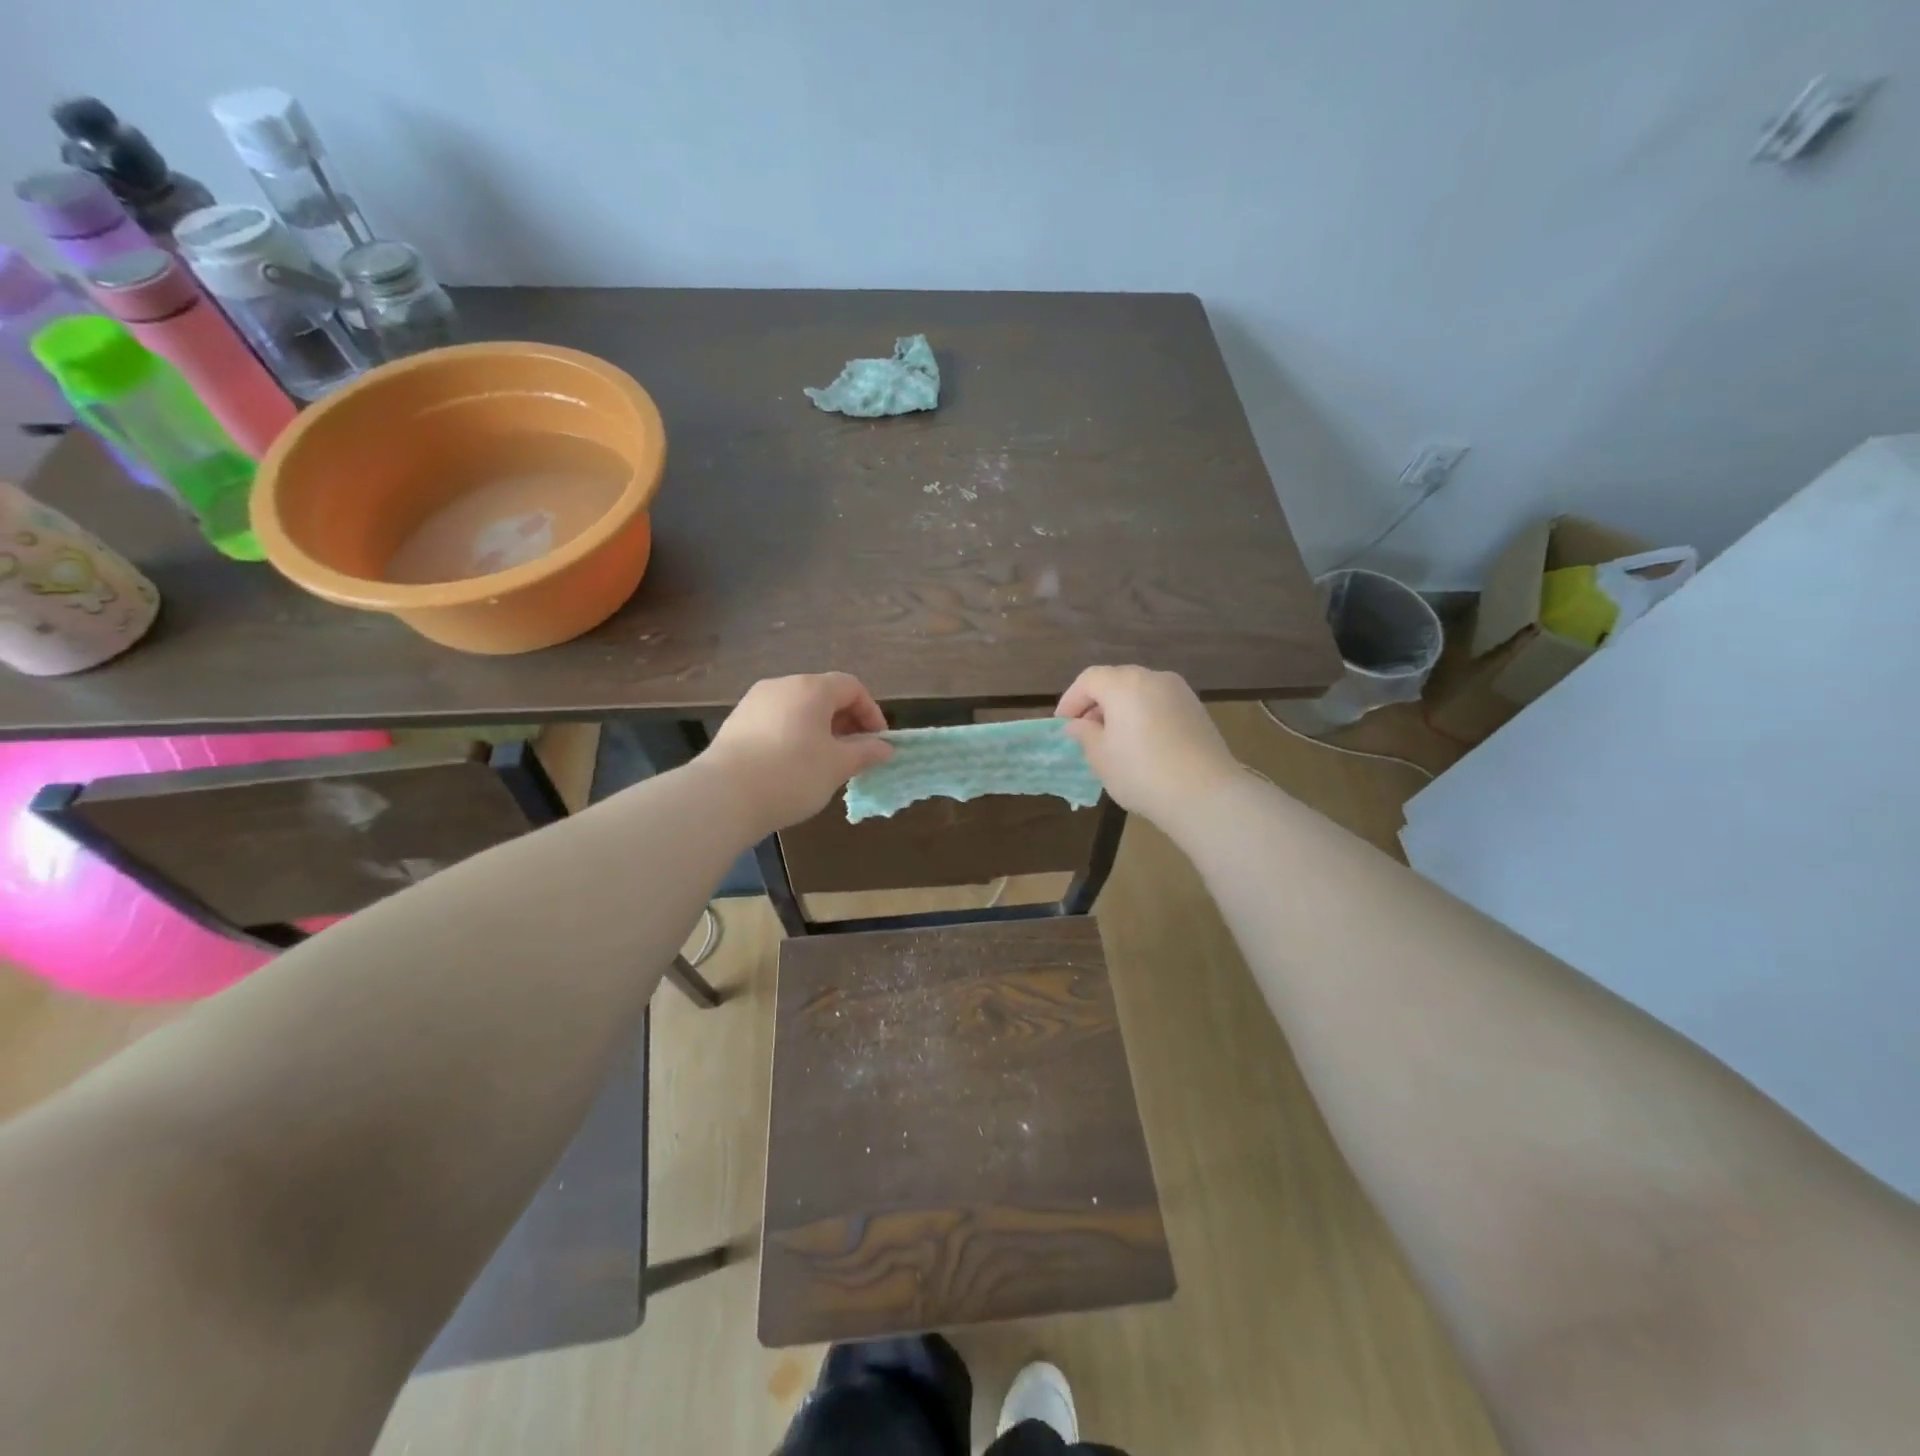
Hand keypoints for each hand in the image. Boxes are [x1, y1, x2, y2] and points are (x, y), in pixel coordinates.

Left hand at [702, 673, 893, 834]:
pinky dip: (793, 736)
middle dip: (845, 722)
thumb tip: (886, 748)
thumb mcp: (838, 766)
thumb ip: (866, 753)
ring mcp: (754, 702)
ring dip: (819, 730)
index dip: (871, 712)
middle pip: (823, 695)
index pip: (852, 687)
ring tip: (824, 763)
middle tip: (854, 754)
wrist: (723, 796)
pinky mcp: (736, 723)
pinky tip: (792, 767)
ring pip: (798, 709)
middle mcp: (782, 685)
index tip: (877, 743)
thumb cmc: (792, 774)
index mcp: (811, 688)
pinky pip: (776, 722)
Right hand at [1056, 666, 1240, 830]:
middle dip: (1096, 702)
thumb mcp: (1100, 756)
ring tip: (1113, 739)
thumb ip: (1084, 734)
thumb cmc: (1141, 772)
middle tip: (1085, 731)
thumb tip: (1077, 724)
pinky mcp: (1197, 710)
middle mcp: (1153, 678)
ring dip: (1121, 709)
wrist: (1204, 793)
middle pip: (1116, 681)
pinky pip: (1160, 704)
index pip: (1089, 680)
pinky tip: (1142, 744)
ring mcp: (1180, 692)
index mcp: (1124, 684)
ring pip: (1140, 692)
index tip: (1062, 724)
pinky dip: (1144, 715)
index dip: (1071, 699)